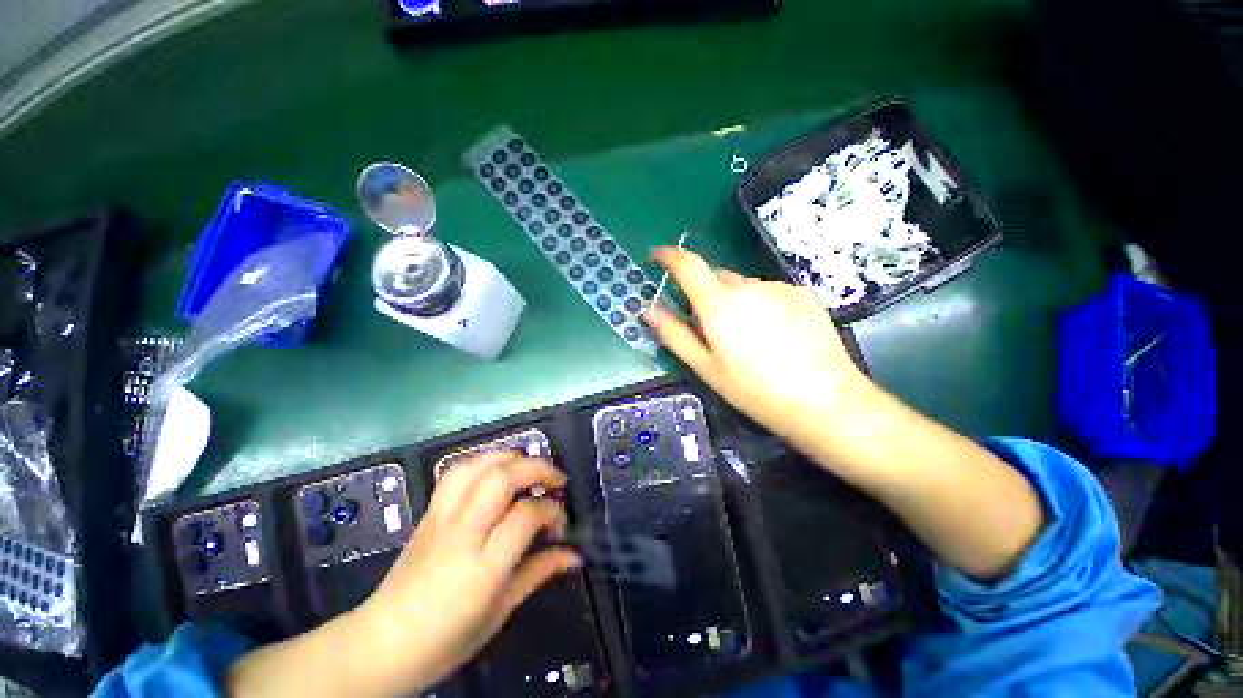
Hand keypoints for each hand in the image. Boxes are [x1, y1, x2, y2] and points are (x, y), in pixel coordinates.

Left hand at [355, 451, 579, 691]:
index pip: (525, 515)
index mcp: (482, 568)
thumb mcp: (500, 611)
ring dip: (510, 457)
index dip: (552, 510)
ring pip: (477, 466)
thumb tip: (575, 555)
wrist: (381, 644)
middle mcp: (461, 533)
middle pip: (502, 478)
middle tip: (556, 480)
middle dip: (537, 468)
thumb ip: (539, 573)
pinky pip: (456, 472)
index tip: (562, 523)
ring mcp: (441, 518)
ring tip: (529, 468)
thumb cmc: (446, 639)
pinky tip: (497, 470)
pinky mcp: (429, 511)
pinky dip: (484, 461)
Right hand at [642, 248, 871, 449]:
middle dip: (706, 295)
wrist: (825, 401)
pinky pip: (768, 291)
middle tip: (712, 328)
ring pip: (743, 286)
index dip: (669, 257)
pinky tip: (774, 334)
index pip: (688, 265)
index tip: (659, 257)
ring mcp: (778, 287)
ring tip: (748, 338)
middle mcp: (748, 286)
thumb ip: (675, 335)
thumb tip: (649, 311)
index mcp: (719, 305)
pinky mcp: (802, 293)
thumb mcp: (707, 368)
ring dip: (735, 302)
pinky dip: (760, 304)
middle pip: (716, 278)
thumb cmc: (755, 390)